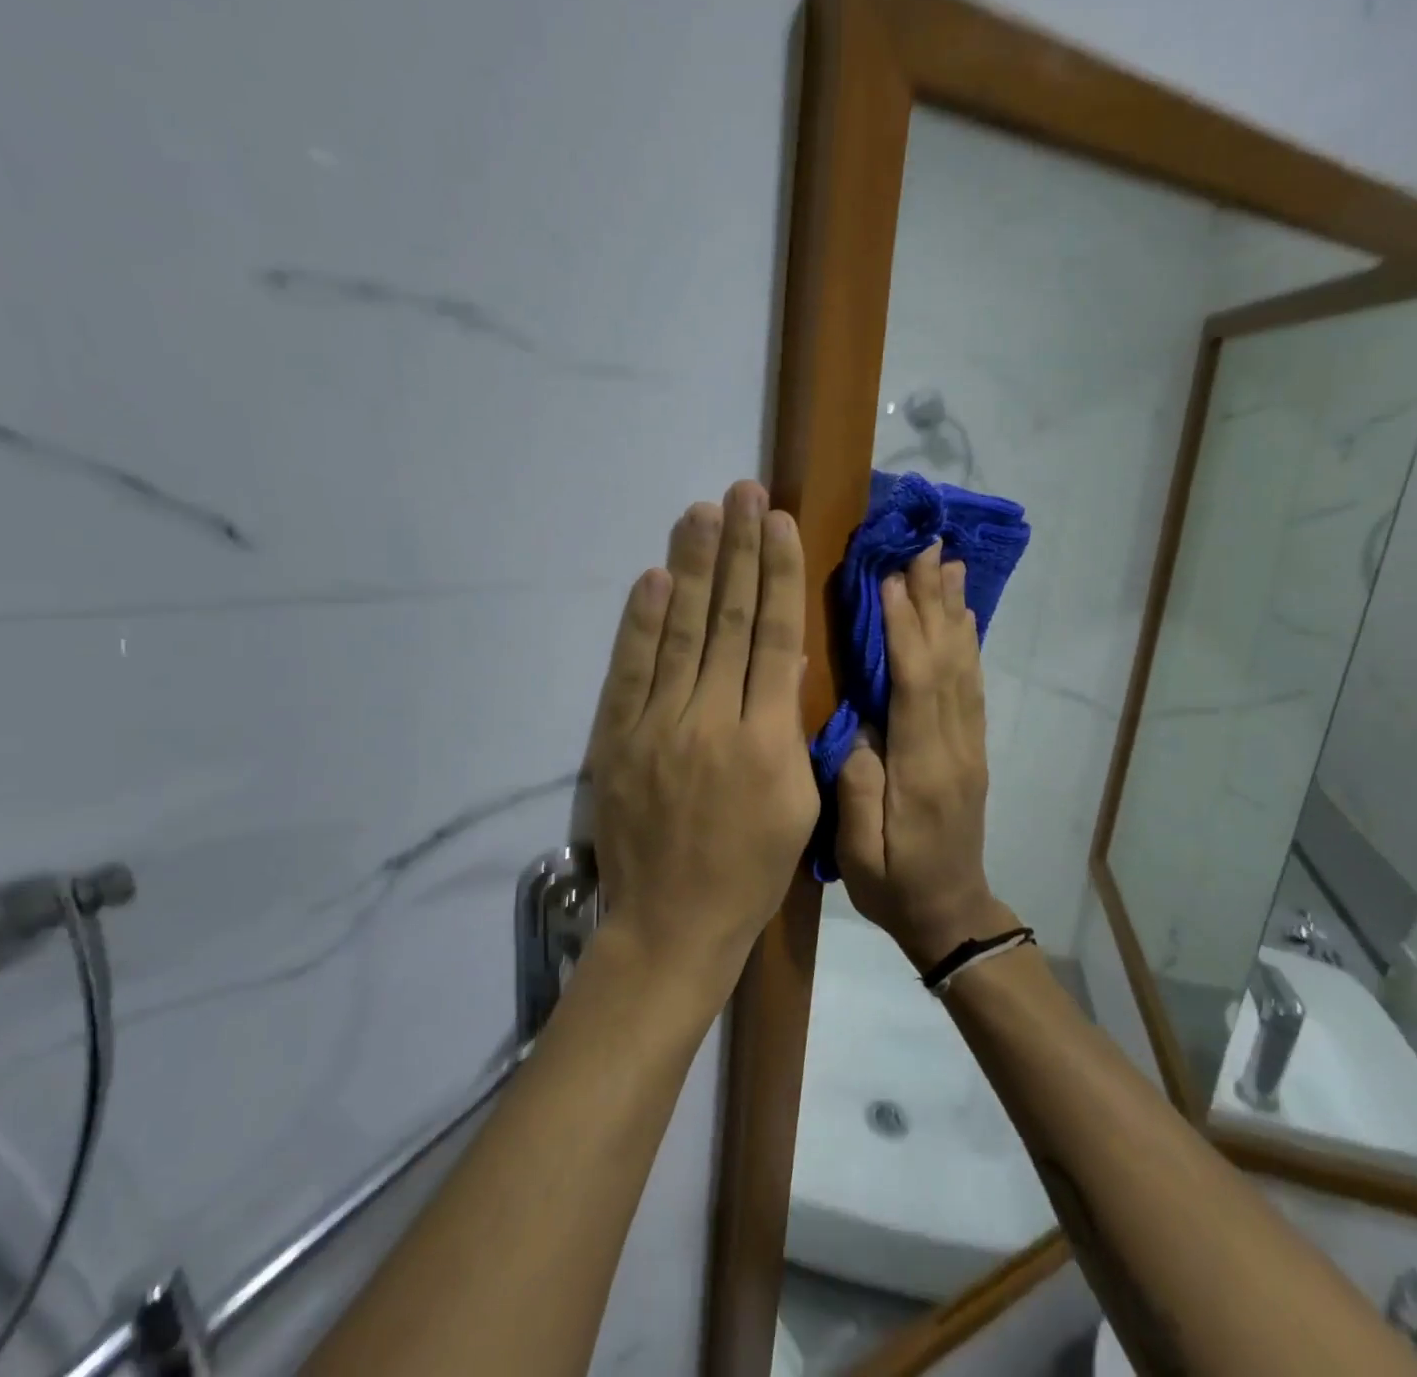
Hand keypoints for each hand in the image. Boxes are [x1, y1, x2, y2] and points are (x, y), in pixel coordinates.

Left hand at [586, 481, 819, 1000]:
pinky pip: (632, 670)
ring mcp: (658, 727)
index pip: (774, 638)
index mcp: (767, 741)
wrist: (672, 924)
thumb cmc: (751, 871)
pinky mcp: (618, 739)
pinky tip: (653, 578)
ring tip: (703, 513)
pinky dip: (641, 622)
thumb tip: (784, 659)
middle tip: (743, 492)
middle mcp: (712, 721)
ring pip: (681, 632)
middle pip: (728, 620)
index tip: (781, 523)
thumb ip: (791, 728)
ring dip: (692, 568)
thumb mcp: (798, 805)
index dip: (778, 575)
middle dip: (738, 551)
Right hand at [836, 543, 1013, 966]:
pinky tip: (962, 618)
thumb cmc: (895, 887)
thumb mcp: (860, 855)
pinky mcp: (971, 749)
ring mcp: (969, 747)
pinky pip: (972, 687)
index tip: (892, 581)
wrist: (952, 915)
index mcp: (923, 772)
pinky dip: (967, 645)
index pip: (917, 687)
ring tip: (949, 566)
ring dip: (955, 614)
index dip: (906, 631)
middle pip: (948, 664)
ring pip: (965, 668)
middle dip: (934, 604)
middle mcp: (955, 748)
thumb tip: (861, 728)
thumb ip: (858, 790)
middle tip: (927, 549)